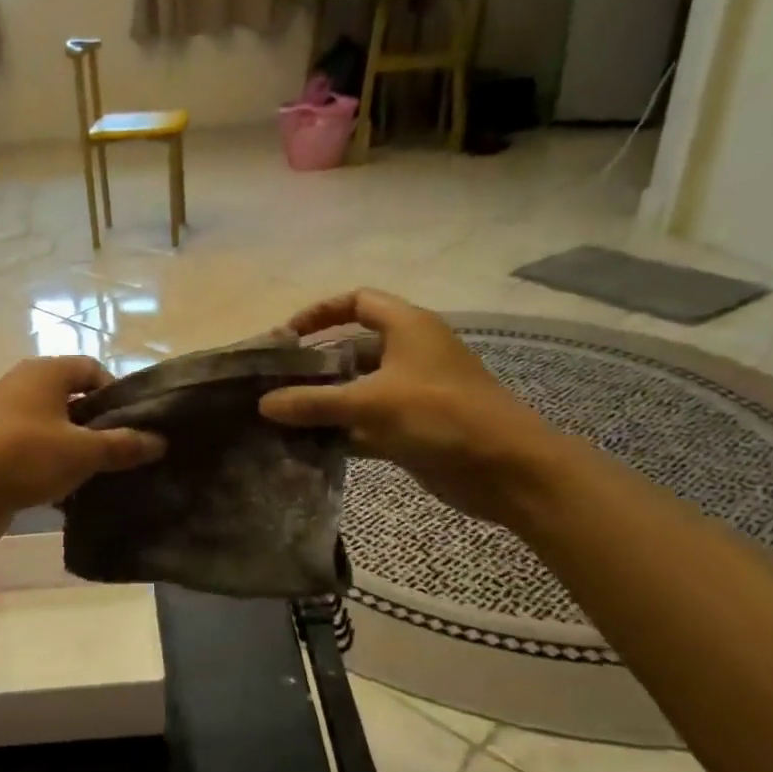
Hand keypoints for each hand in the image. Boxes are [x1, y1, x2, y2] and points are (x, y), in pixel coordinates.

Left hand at [0, 357, 165, 543]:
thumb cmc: (23, 457)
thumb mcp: (81, 452)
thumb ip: (123, 445)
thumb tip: (160, 441)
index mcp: (45, 373)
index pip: (93, 369)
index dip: (118, 394)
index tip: (135, 427)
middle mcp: (23, 387)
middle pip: (74, 399)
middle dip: (99, 426)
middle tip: (125, 454)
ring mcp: (5, 418)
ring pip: (54, 428)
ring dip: (76, 450)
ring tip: (102, 477)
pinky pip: (34, 451)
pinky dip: (52, 467)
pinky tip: (69, 494)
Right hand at [258, 289, 561, 525]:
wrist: (509, 470)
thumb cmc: (441, 416)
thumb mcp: (371, 403)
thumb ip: (314, 402)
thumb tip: (263, 403)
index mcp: (407, 327)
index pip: (357, 301)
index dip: (319, 312)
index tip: (287, 338)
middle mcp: (409, 353)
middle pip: (352, 348)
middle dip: (315, 365)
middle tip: (276, 384)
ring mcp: (412, 392)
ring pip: (358, 388)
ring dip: (325, 402)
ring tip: (283, 417)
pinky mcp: (414, 427)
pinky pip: (367, 422)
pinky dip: (341, 430)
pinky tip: (309, 445)